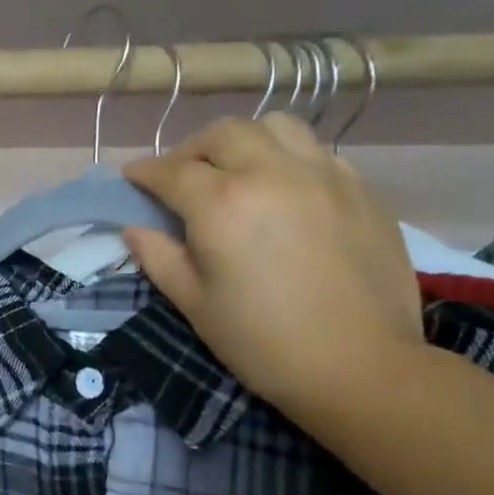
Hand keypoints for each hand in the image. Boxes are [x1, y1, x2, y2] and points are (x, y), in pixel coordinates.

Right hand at [122, 115, 423, 424]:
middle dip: (192, 149)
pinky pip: (316, 151)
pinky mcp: (360, 189)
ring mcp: (322, 175)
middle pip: (222, 134)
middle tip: (182, 176)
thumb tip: (134, 228)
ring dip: (245, 140)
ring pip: (275, 126)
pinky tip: (286, 189)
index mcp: (222, 204)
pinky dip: (289, 158)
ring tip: (238, 168)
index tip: (132, 178)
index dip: (145, 172)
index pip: (171, 171)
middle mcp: (271, 173)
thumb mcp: (195, 304)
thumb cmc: (263, 342)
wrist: (361, 367)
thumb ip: (159, 257)